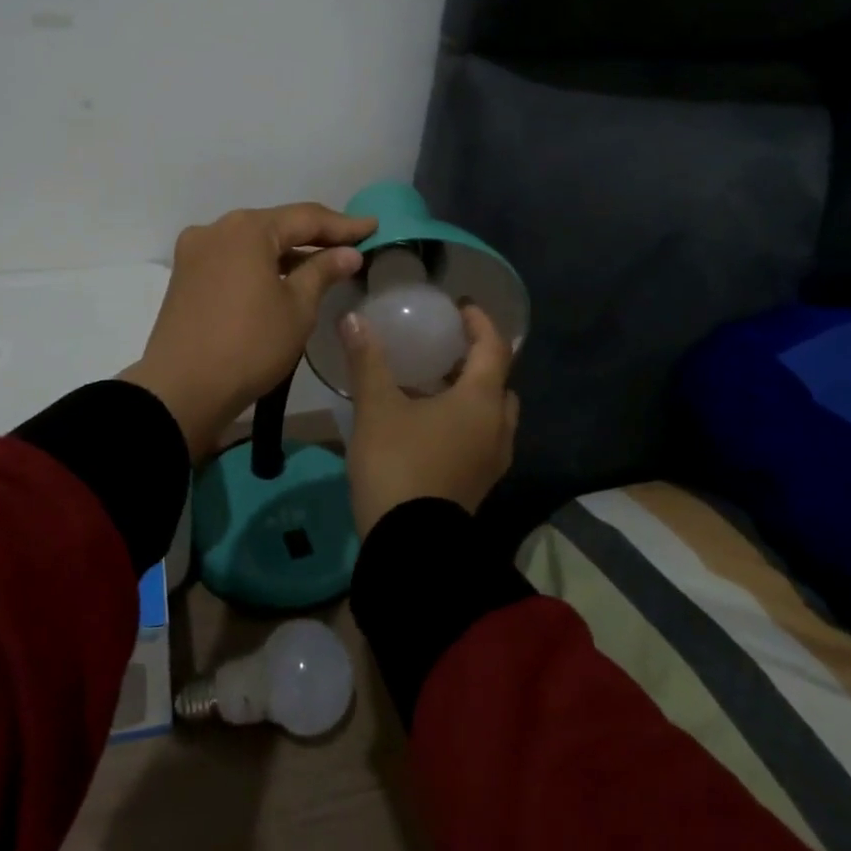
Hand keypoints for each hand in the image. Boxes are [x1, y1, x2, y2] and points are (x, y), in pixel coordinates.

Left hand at [122, 203, 378, 461]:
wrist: (182, 390)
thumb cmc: (249, 345)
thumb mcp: (297, 308)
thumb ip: (323, 271)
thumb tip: (347, 253)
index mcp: (247, 229)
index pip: (305, 217)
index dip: (343, 224)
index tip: (373, 227)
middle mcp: (216, 229)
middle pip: (275, 226)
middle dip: (313, 236)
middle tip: (351, 244)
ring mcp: (195, 252)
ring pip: (252, 243)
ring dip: (286, 252)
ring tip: (322, 263)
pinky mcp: (185, 277)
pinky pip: (232, 260)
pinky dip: (260, 266)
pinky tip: (282, 279)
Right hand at [341, 303, 518, 536]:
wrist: (410, 545)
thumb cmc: (398, 464)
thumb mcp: (377, 408)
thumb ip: (367, 360)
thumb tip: (352, 318)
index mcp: (481, 401)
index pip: (494, 348)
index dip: (480, 322)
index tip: (461, 306)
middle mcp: (497, 427)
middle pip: (499, 382)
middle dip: (477, 361)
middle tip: (447, 347)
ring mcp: (492, 460)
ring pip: (491, 414)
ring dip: (472, 393)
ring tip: (434, 383)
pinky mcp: (479, 483)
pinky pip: (481, 437)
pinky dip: (465, 420)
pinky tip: (429, 423)